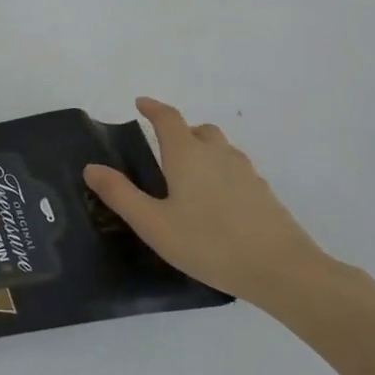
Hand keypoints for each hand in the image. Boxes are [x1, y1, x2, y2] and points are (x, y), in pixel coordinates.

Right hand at [83, 97, 333, 309]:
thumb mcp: (153, 224)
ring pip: (221, 149)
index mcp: (187, 154)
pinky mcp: (264, 194)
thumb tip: (91, 167)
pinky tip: (217, 203)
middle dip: (180, 131)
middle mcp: (217, 154)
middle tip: (164, 149)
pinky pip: (236, 171)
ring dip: (203, 151)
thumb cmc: (209, 243)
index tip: (140, 103)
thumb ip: (120, 194)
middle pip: (198, 130)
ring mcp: (246, 172)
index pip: (168, 118)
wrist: (282, 271)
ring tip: (189, 178)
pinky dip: (222, 174)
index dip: (152, 108)